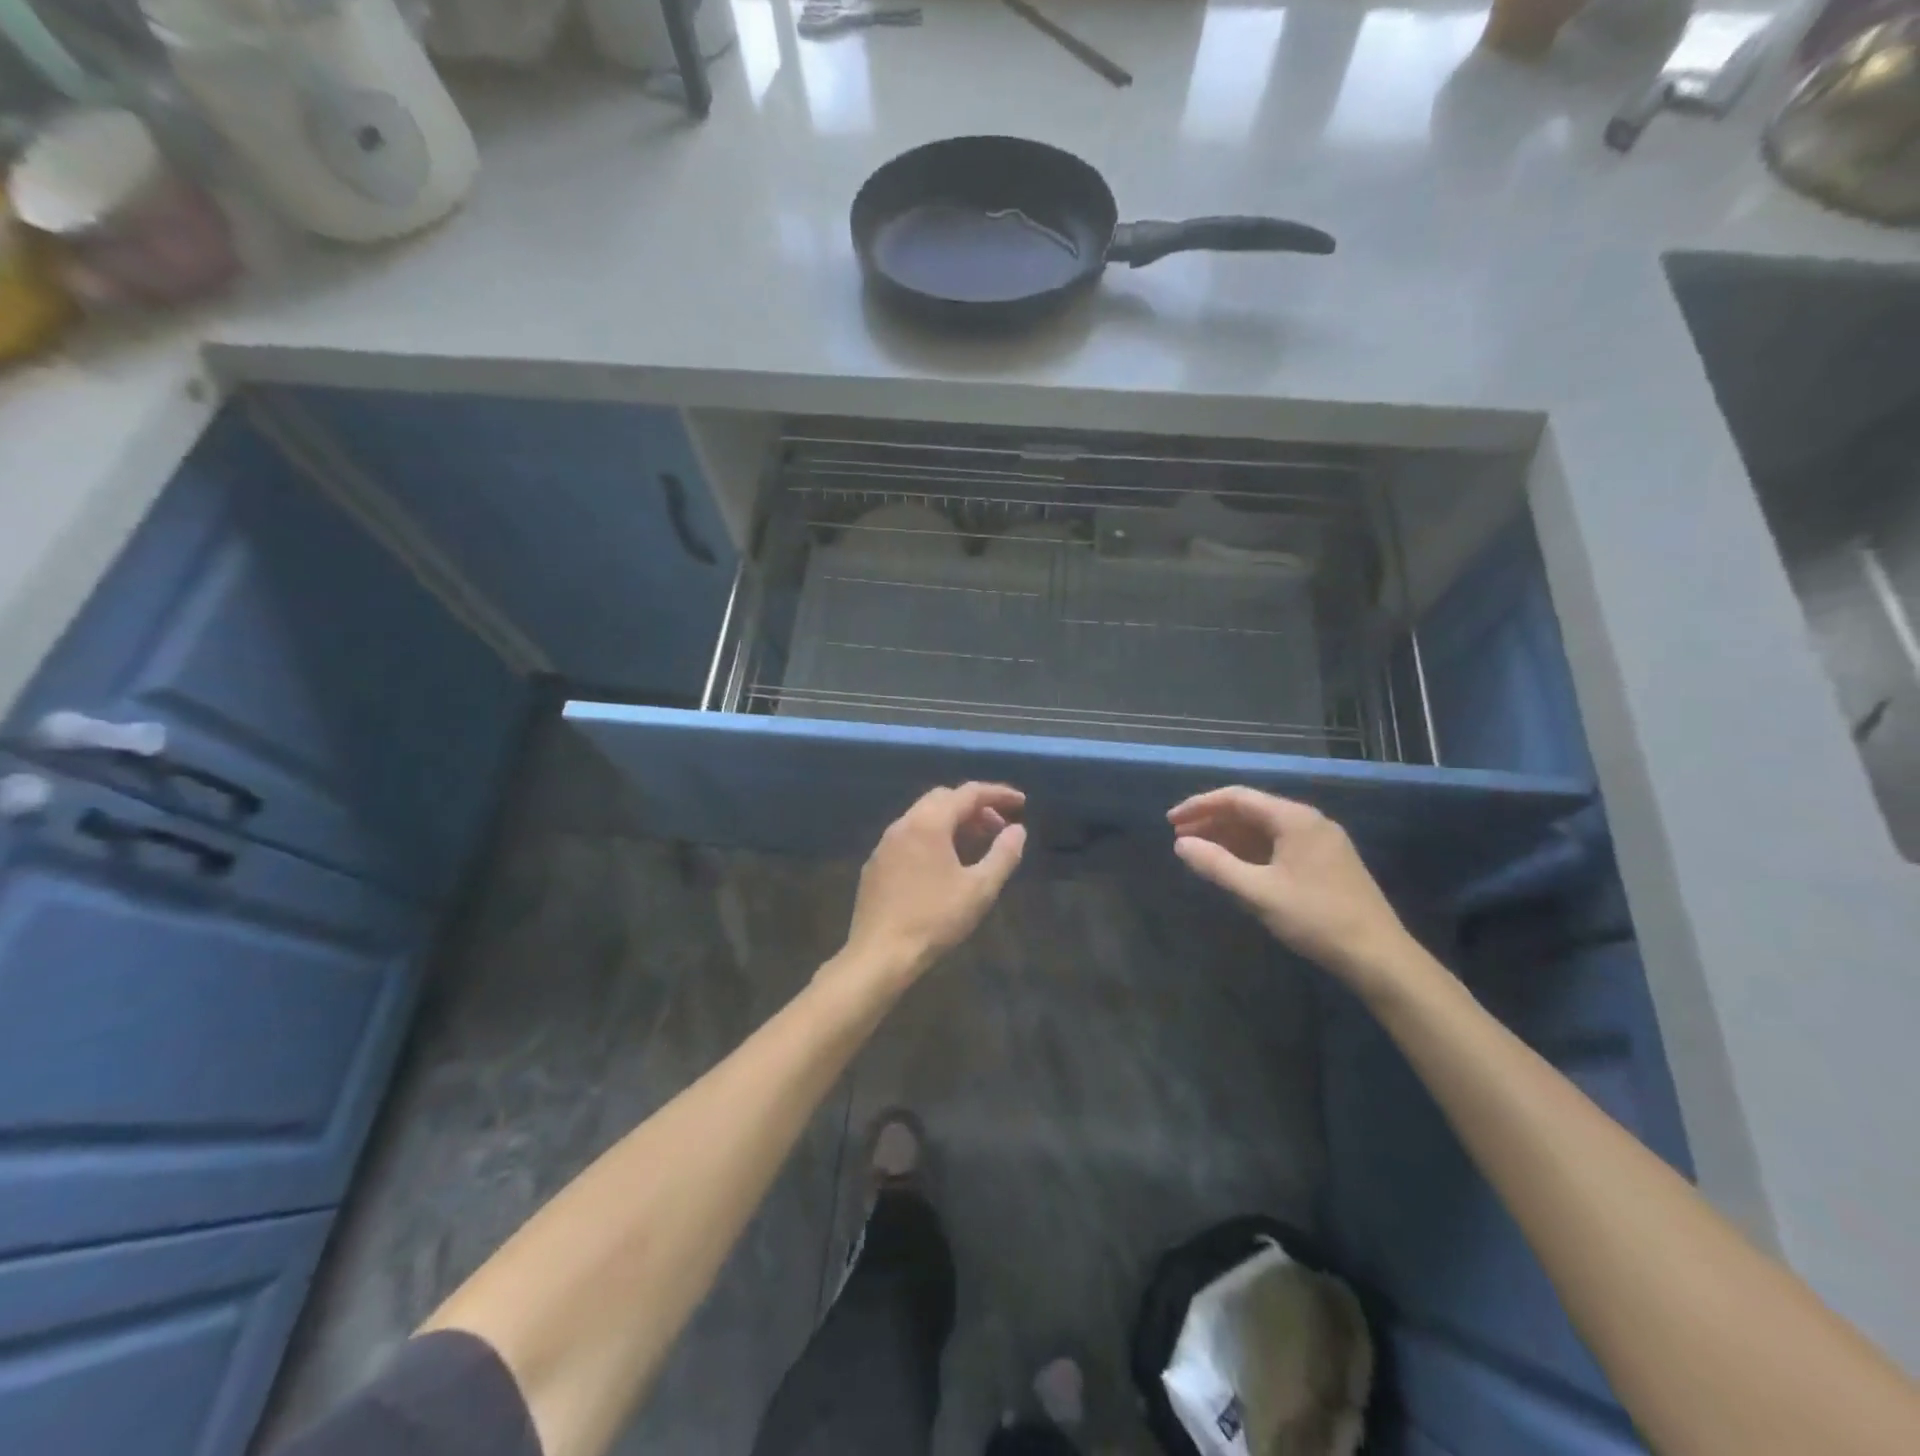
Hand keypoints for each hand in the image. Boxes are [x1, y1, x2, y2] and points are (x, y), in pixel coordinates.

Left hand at [835, 783, 1027, 991]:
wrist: (879, 954)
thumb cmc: (934, 919)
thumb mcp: (979, 889)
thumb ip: (1003, 854)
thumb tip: (1018, 830)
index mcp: (929, 822)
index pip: (968, 793)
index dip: (997, 794)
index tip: (1021, 802)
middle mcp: (903, 823)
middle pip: (943, 798)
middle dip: (974, 806)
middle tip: (999, 826)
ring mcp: (885, 843)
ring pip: (923, 816)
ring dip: (952, 821)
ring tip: (976, 843)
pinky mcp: (875, 864)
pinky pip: (908, 836)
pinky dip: (932, 837)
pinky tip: (942, 864)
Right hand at [1169, 787, 1420, 993]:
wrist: (1378, 956)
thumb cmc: (1315, 918)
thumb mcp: (1258, 892)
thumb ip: (1216, 865)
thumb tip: (1180, 844)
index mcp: (1294, 819)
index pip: (1237, 797)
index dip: (1200, 806)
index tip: (1170, 821)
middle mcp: (1309, 821)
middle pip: (1251, 810)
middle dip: (1212, 821)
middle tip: (1180, 837)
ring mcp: (1321, 841)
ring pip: (1265, 828)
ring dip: (1230, 836)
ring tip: (1200, 851)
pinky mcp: (1327, 862)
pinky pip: (1279, 844)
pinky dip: (1251, 850)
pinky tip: (1234, 866)